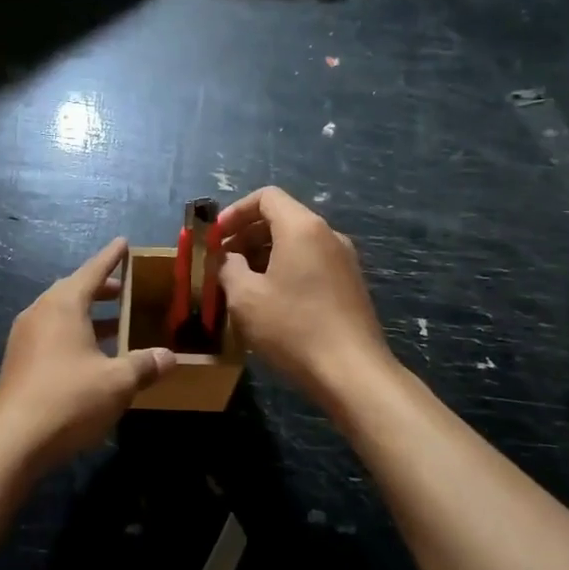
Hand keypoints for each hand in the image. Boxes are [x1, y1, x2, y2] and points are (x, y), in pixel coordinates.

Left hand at [0, 239, 176, 470]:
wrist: (12, 440)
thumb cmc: (69, 399)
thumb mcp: (117, 382)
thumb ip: (144, 365)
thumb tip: (169, 357)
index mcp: (63, 305)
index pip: (92, 271)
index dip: (111, 257)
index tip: (124, 243)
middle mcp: (40, 312)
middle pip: (74, 290)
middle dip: (101, 288)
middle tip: (126, 290)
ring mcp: (25, 337)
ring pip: (61, 314)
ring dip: (88, 315)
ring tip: (116, 323)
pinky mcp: (19, 361)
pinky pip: (52, 334)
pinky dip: (75, 334)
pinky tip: (92, 355)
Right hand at [217, 187, 392, 399]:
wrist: (352, 372)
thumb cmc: (293, 328)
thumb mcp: (245, 298)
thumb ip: (229, 268)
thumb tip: (230, 259)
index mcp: (302, 227)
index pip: (266, 197)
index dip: (235, 211)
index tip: (215, 236)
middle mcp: (327, 234)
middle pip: (281, 218)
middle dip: (246, 235)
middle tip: (222, 262)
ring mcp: (343, 260)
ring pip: (296, 242)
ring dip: (264, 255)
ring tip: (241, 284)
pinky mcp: (350, 284)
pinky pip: (311, 262)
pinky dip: (285, 269)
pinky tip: (270, 301)